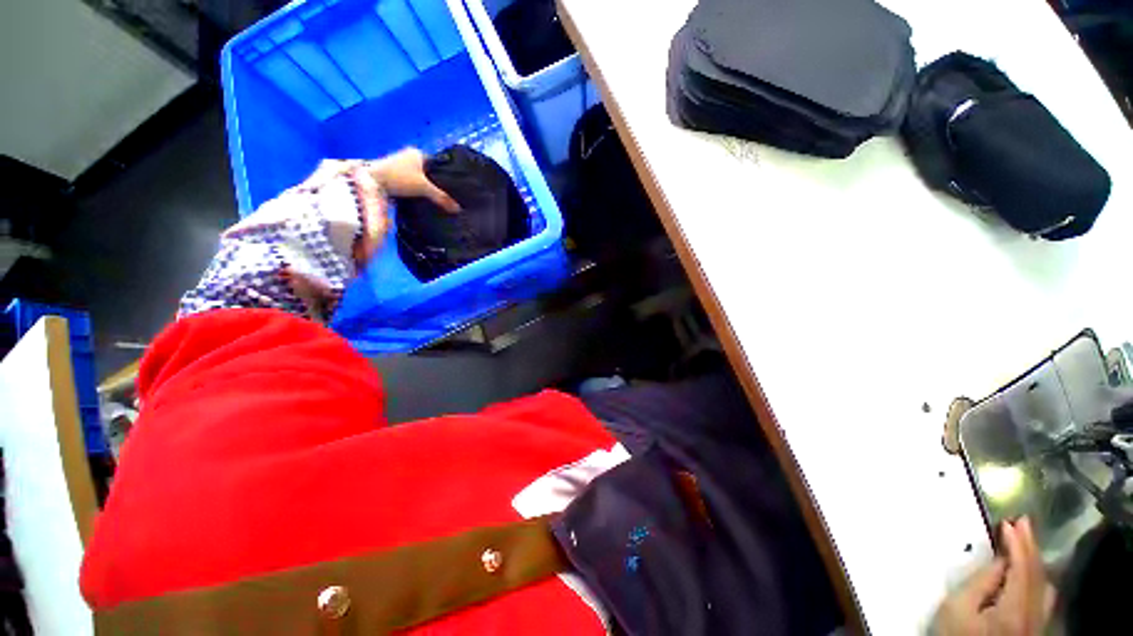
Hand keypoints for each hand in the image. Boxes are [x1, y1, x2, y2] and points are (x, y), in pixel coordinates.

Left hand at [366, 148, 459, 212]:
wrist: (369, 182)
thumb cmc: (399, 178)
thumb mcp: (424, 188)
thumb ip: (441, 197)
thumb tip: (458, 209)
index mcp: (418, 153)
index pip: (437, 164)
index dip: (445, 176)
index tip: (453, 190)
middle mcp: (408, 156)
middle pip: (428, 172)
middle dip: (436, 183)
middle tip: (447, 197)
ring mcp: (399, 166)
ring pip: (418, 178)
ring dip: (425, 188)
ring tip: (437, 201)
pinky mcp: (392, 176)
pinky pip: (410, 184)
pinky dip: (415, 191)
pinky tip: (422, 201)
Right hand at [933, 517, 1054, 635]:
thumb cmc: (955, 633)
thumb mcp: (957, 608)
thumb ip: (980, 583)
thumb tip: (999, 560)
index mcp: (1013, 608)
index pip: (1022, 568)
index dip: (1017, 544)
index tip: (1008, 522)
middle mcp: (1033, 614)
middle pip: (1037, 575)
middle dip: (1030, 547)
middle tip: (1022, 521)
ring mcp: (1036, 622)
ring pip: (1044, 585)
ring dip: (1036, 560)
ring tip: (1026, 541)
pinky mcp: (1033, 627)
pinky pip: (1043, 595)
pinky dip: (1038, 576)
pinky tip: (1031, 571)